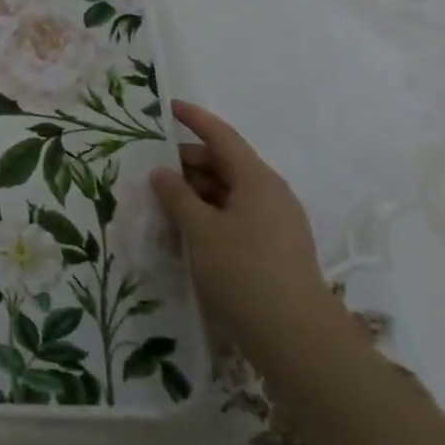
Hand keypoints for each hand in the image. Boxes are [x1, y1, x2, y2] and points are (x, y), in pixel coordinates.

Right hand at [148, 100, 341, 360]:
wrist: (296, 338)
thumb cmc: (244, 272)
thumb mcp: (200, 230)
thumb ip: (176, 196)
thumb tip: (161, 173)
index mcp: (257, 179)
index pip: (221, 136)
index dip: (194, 119)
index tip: (168, 106)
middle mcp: (269, 194)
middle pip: (223, 165)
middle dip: (186, 165)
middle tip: (149, 170)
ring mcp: (274, 223)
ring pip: (226, 194)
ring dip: (194, 196)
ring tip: (159, 206)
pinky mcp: (272, 249)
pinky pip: (233, 219)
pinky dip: (207, 218)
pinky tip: (182, 234)